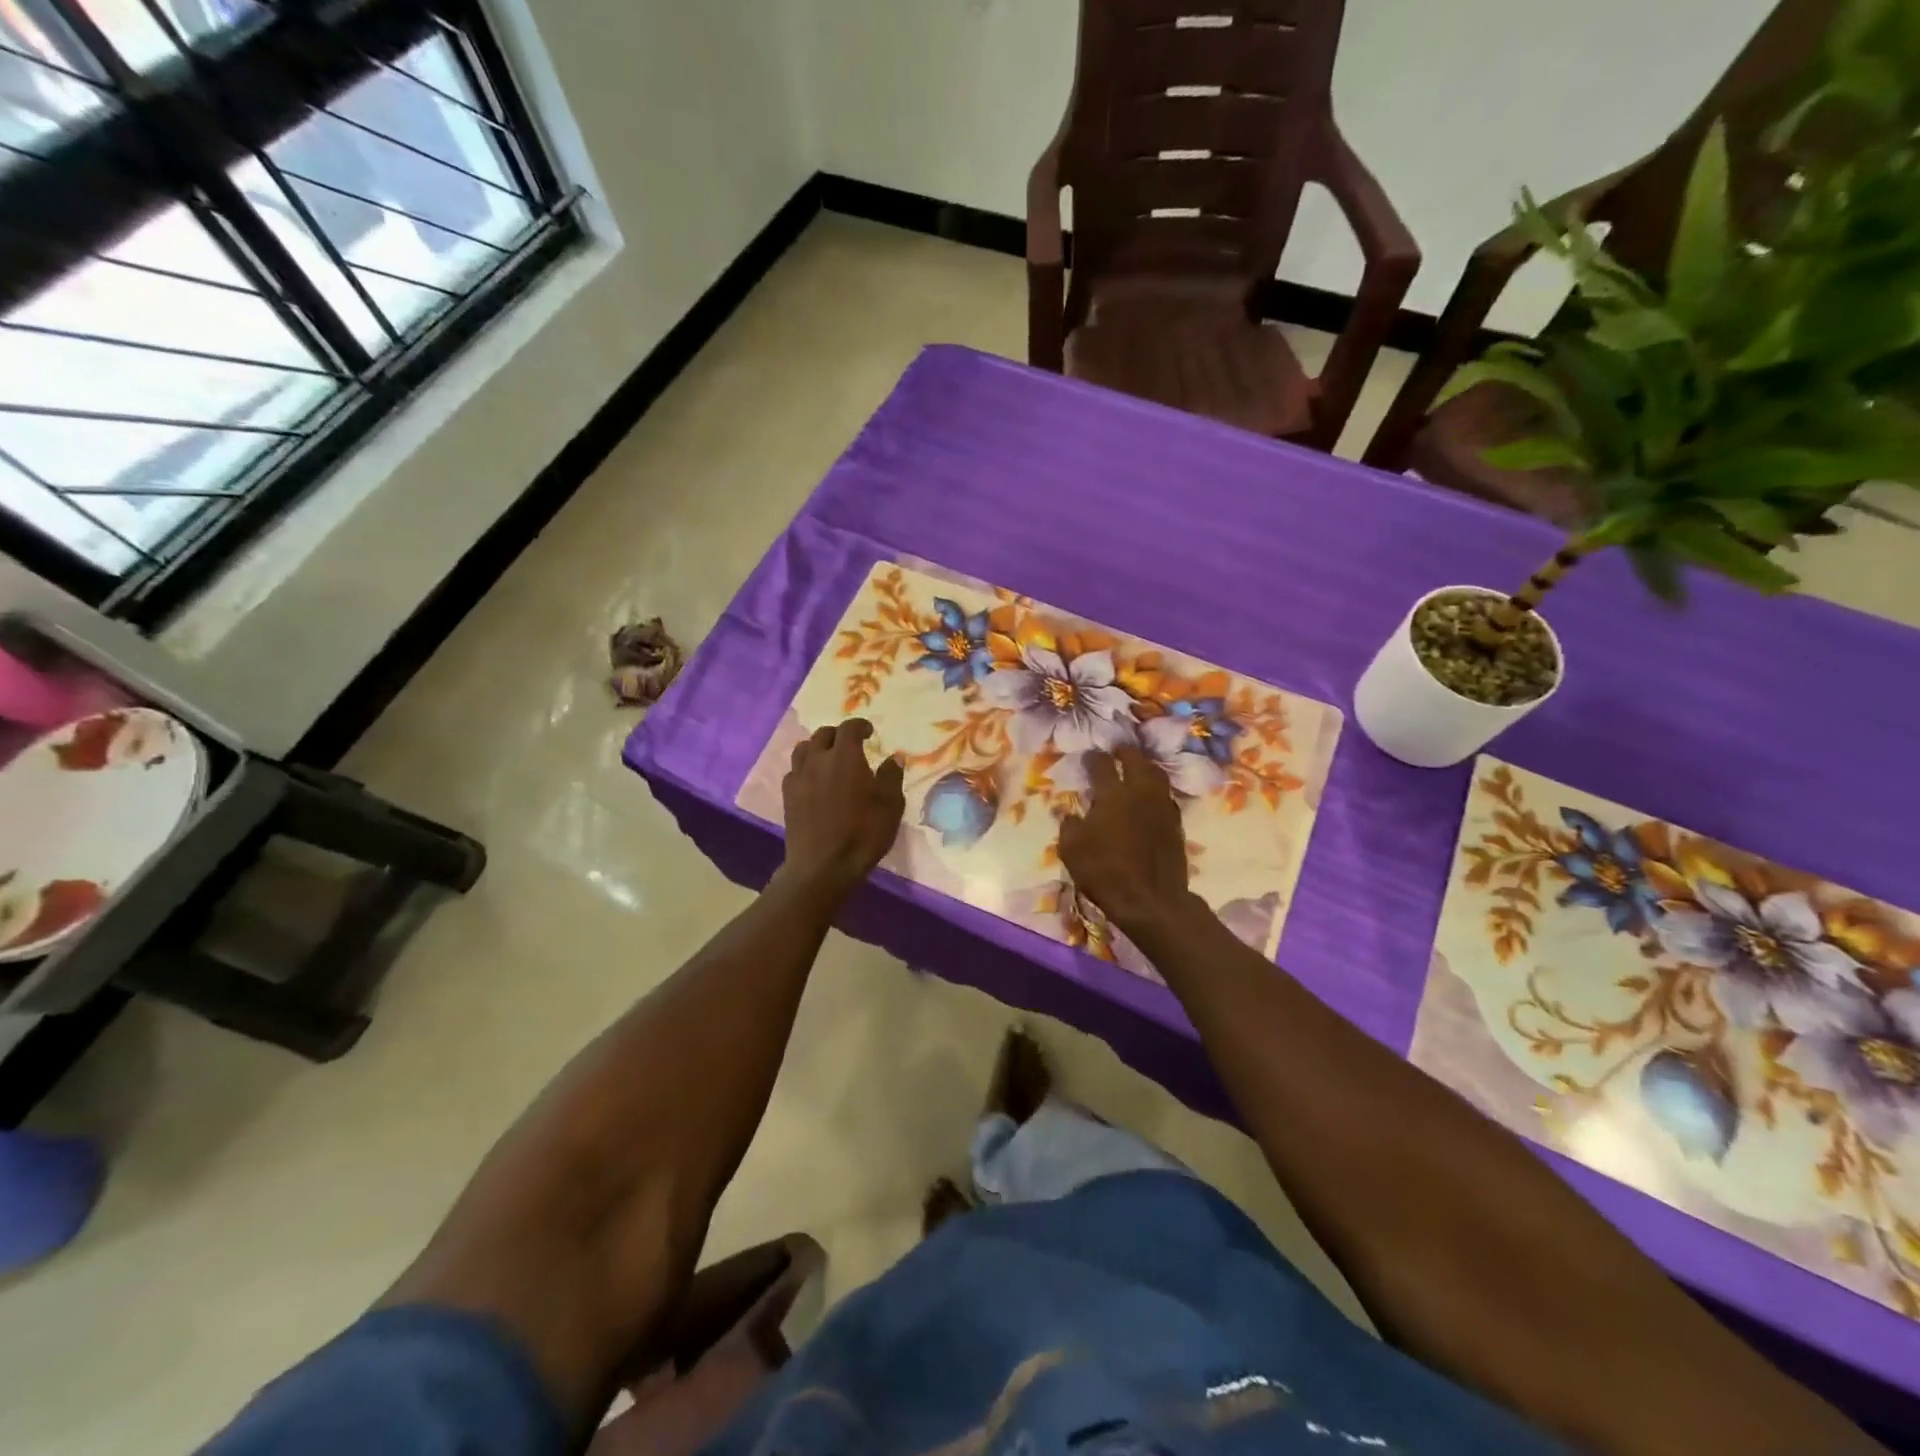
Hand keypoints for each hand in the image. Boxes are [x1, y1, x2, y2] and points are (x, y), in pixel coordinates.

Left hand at [779, 719, 905, 898]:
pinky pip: (794, 771)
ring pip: (803, 749)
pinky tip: (813, 780)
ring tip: (828, 757)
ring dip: (817, 747)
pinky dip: (805, 768)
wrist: (823, 866)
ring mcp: (799, 777)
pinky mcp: (788, 796)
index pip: (849, 728)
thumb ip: (892, 776)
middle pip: (823, 735)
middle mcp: (818, 760)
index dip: (860, 726)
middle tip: (850, 744)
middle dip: (838, 734)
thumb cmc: (863, 833)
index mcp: (845, 757)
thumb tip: (893, 758)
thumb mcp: (891, 805)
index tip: (869, 731)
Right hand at [1058, 747, 1197, 940]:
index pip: (1102, 765)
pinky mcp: (1176, 824)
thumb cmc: (1105, 873)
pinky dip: (1156, 790)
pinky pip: (1166, 796)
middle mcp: (1140, 793)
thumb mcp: (1071, 851)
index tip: (1088, 756)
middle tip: (1118, 750)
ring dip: (1145, 766)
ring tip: (1137, 767)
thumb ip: (1069, 826)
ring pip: (1157, 775)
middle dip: (1126, 752)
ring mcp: (1162, 807)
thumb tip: (1070, 813)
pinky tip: (1150, 796)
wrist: (1151, 900)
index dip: (1093, 758)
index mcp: (1112, 795)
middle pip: (1136, 760)